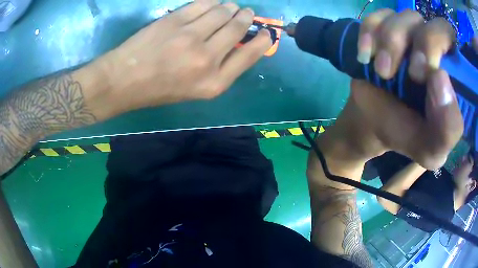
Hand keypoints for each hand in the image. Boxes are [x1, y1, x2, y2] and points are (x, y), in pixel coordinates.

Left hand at [101, 0, 270, 114]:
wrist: (124, 80)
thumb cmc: (158, 90)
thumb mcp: (194, 90)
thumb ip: (219, 68)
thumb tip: (236, 43)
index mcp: (214, 82)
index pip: (250, 55)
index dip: (262, 40)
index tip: (266, 32)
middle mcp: (207, 59)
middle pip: (238, 28)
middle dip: (246, 17)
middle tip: (246, 12)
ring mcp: (191, 36)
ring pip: (223, 12)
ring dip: (230, 7)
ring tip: (229, 7)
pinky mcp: (175, 20)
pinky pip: (203, 4)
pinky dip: (211, 2)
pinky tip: (211, 4)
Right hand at [335, 9, 464, 169]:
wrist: (373, 124)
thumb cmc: (407, 135)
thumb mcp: (431, 149)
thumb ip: (447, 129)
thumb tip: (441, 79)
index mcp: (450, 74)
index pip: (451, 39)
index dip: (440, 46)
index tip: (426, 74)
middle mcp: (432, 47)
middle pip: (430, 22)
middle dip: (419, 43)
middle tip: (409, 74)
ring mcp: (407, 34)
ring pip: (403, 16)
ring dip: (391, 42)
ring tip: (382, 72)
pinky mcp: (382, 30)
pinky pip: (376, 16)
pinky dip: (369, 33)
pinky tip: (365, 56)